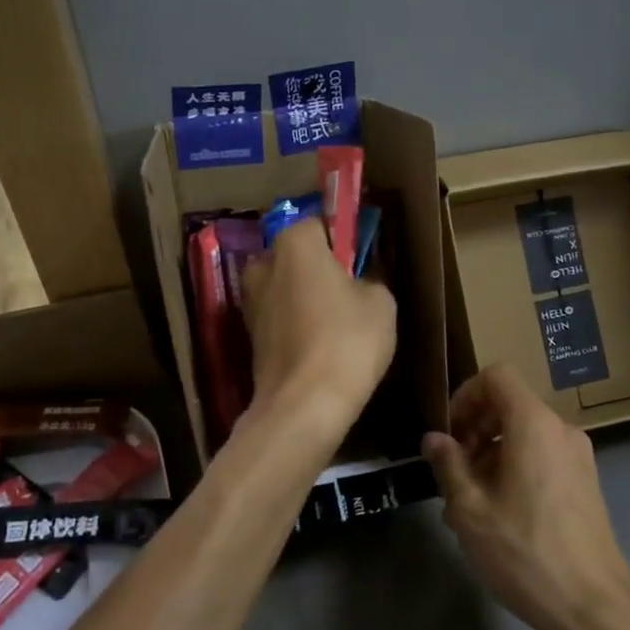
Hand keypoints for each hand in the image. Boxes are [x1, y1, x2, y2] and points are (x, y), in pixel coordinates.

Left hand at [242, 217, 396, 440]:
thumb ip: (370, 277)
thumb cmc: (347, 341)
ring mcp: (250, 300)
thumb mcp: (381, 301)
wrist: (304, 405)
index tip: (363, 260)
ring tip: (336, 322)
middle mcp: (263, 263)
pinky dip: (295, 322)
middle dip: (320, 267)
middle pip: (297, 255)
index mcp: (294, 242)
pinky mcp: (248, 334)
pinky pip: (279, 315)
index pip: (321, 224)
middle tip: (351, 291)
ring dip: (305, 296)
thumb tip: (360, 279)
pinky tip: (318, 343)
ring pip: (286, 287)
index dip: (344, 239)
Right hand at [423, 364, 629, 629]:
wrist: (594, 608)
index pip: (498, 376)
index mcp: (534, 425)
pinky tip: (496, 516)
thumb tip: (434, 438)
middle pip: (510, 405)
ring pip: (524, 435)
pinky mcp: (585, 484)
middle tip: (452, 471)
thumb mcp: (470, 509)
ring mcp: (578, 458)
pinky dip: (514, 470)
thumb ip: (448, 464)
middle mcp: (561, 430)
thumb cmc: (525, 552)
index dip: (466, 394)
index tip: (449, 433)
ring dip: (490, 455)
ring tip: (466, 503)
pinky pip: (542, 458)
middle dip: (474, 429)